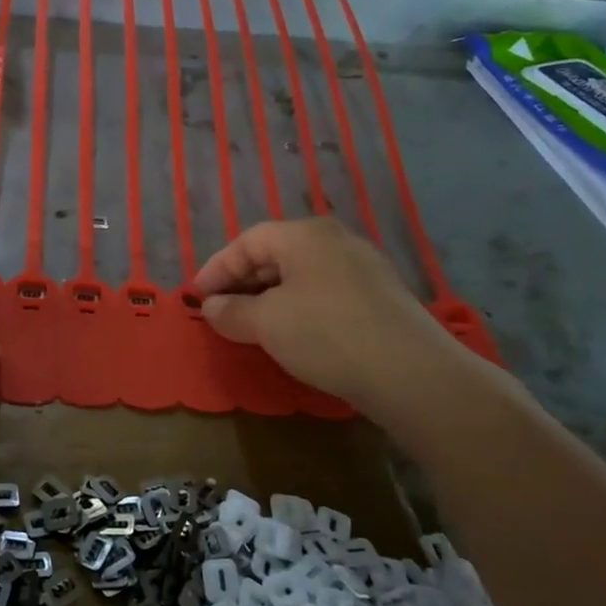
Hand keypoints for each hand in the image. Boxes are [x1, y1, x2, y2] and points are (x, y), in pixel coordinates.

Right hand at [194, 218, 471, 414]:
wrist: (408, 370)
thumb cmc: (325, 334)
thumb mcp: (267, 323)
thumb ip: (232, 311)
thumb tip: (212, 307)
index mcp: (304, 235)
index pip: (248, 241)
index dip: (217, 267)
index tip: (197, 296)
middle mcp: (335, 240)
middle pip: (276, 253)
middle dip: (242, 282)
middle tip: (220, 310)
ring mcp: (362, 267)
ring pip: (301, 274)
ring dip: (269, 296)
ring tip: (250, 324)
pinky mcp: (378, 296)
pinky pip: (323, 291)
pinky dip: (297, 306)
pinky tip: (291, 333)